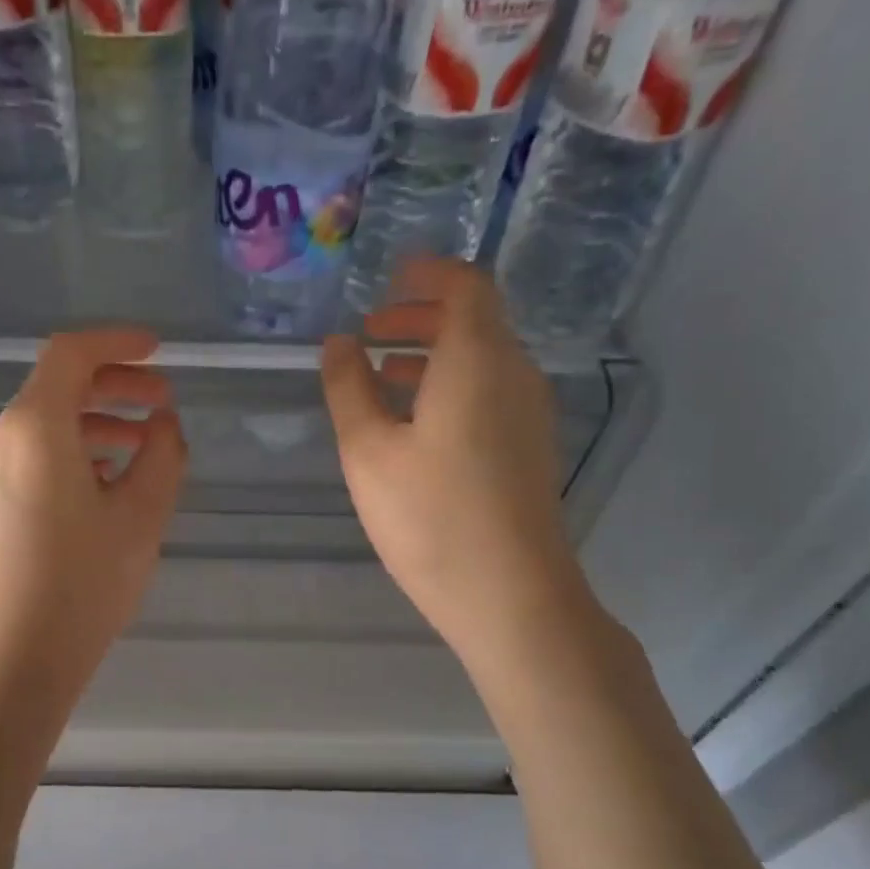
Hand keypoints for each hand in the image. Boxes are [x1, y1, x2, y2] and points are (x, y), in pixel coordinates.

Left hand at [0, 329, 186, 711]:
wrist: (10, 663)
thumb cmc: (82, 587)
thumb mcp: (141, 518)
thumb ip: (162, 456)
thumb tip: (161, 425)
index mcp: (33, 428)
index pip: (71, 354)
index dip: (118, 344)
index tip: (159, 352)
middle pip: (56, 388)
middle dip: (114, 387)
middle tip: (162, 405)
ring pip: (44, 427)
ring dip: (95, 424)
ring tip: (142, 447)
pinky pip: (31, 459)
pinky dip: (71, 454)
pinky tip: (105, 485)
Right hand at [322, 258, 586, 672]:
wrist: (510, 595)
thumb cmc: (431, 517)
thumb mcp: (368, 452)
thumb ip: (349, 389)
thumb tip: (339, 345)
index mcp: (477, 360)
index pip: (466, 286)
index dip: (428, 274)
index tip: (389, 279)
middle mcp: (514, 375)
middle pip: (475, 322)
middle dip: (421, 317)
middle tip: (371, 332)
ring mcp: (529, 414)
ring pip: (482, 361)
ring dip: (433, 356)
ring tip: (382, 378)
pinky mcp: (529, 450)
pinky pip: (490, 394)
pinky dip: (451, 388)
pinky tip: (414, 426)